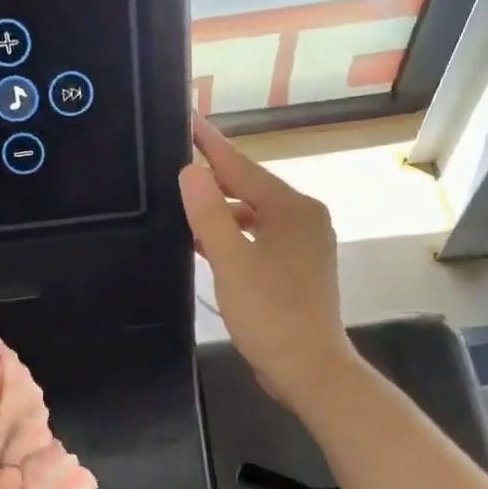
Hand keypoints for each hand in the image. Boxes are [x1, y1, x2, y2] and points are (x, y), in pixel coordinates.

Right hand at [179, 113, 357, 411]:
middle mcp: (303, 219)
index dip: (212, 146)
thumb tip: (190, 170)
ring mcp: (304, 245)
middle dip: (216, 178)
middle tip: (178, 162)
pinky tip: (208, 244)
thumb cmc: (271, 313)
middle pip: (251, 190)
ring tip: (185, 205)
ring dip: (223, 213)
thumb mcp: (232, 261)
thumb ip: (209, 214)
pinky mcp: (298, 270)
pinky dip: (235, 238)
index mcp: (292, 209)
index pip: (243, 168)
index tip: (189, 120)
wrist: (309, 368)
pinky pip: (260, 240)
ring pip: (255, 217)